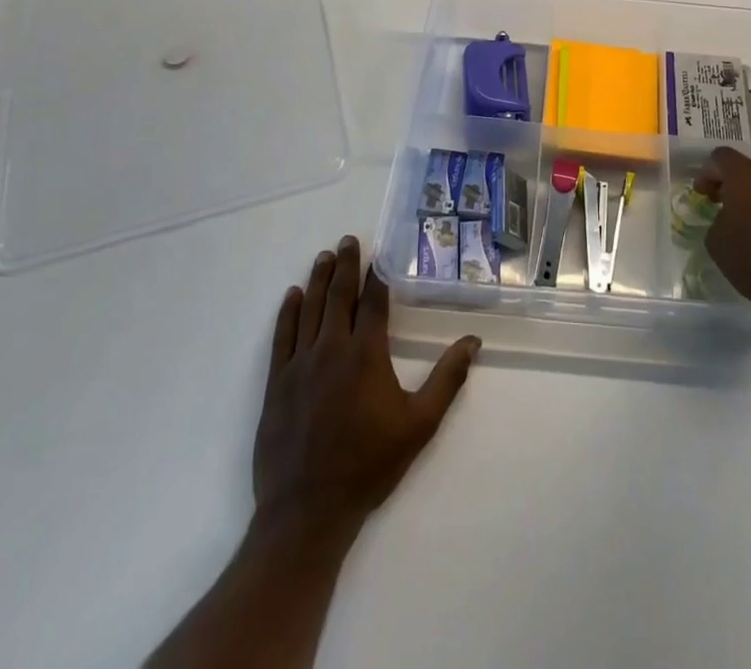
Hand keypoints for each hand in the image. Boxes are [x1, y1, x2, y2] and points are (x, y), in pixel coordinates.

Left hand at [252, 236, 480, 537]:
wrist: (307, 511)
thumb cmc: (368, 465)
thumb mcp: (419, 424)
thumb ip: (447, 380)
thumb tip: (473, 342)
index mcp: (366, 354)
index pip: (373, 302)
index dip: (377, 275)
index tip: (378, 254)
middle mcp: (331, 348)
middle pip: (339, 296)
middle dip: (345, 265)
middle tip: (347, 240)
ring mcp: (300, 364)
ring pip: (310, 309)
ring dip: (318, 280)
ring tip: (324, 257)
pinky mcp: (277, 383)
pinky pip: (282, 336)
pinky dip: (288, 312)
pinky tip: (293, 296)